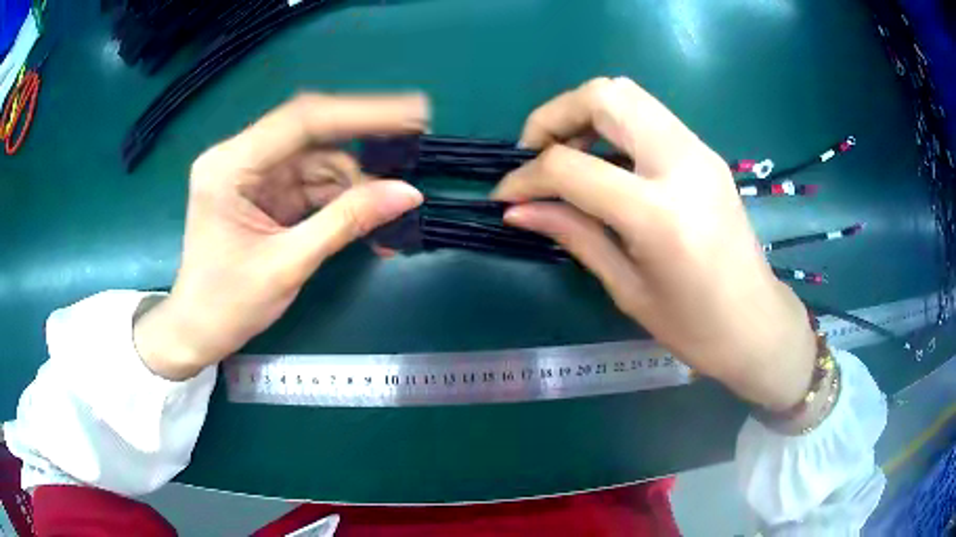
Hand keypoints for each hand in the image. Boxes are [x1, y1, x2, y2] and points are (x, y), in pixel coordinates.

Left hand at [134, 93, 428, 379]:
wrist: (197, 331)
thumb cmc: (226, 305)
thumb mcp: (287, 265)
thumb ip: (346, 223)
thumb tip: (408, 194)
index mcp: (230, 166)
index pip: (302, 121)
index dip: (361, 113)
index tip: (413, 112)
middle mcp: (241, 158)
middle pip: (312, 136)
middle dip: (364, 144)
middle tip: (414, 145)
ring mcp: (254, 175)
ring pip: (318, 162)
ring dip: (355, 184)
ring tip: (390, 211)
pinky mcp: (265, 193)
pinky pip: (312, 184)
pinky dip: (342, 200)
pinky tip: (367, 219)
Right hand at [493, 78, 815, 409]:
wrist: (757, 324)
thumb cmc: (694, 326)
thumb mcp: (627, 287)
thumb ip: (572, 234)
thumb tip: (516, 209)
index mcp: (659, 213)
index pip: (571, 167)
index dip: (527, 177)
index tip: (506, 195)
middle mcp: (682, 163)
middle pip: (604, 96)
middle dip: (554, 116)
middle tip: (536, 155)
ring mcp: (699, 150)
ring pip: (626, 94)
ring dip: (583, 115)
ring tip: (567, 159)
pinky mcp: (705, 151)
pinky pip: (647, 115)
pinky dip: (612, 126)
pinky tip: (604, 164)